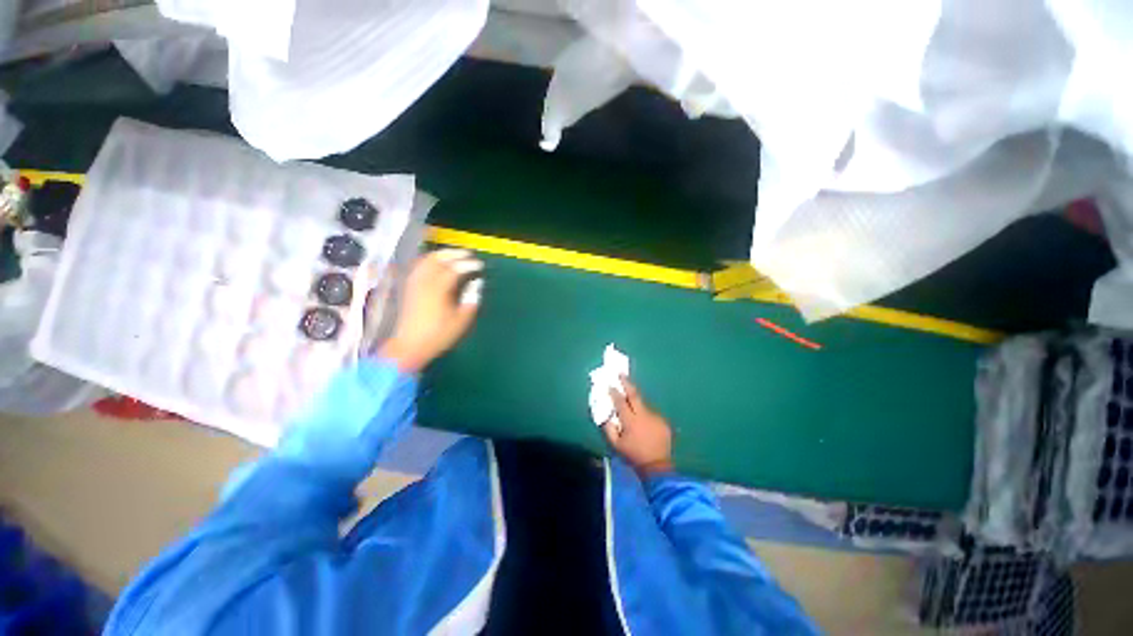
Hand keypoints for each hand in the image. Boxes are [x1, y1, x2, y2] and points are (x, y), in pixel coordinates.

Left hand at [379, 249, 481, 372]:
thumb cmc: (439, 335)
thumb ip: (471, 298)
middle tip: (469, 255)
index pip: (455, 269)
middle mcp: (424, 281)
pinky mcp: (409, 286)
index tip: (480, 265)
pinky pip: (419, 265)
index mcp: (438, 289)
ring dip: (442, 254)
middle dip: (455, 254)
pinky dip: (430, 260)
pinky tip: (438, 263)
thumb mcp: (462, 320)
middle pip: (439, 259)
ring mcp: (414, 282)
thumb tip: (476, 283)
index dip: (469, 264)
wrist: (410, 346)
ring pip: (427, 260)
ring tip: (455, 255)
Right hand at [602, 376, 673, 477]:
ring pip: (643, 405)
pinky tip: (645, 424)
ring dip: (637, 403)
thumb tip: (605, 415)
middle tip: (621, 374)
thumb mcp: (616, 445)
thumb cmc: (633, 455)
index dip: (614, 392)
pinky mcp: (663, 422)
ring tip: (633, 410)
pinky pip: (651, 414)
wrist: (657, 467)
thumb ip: (609, 428)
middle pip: (634, 395)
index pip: (620, 401)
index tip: (610, 385)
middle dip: (627, 383)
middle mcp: (643, 415)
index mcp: (630, 421)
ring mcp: (655, 417)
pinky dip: (645, 415)